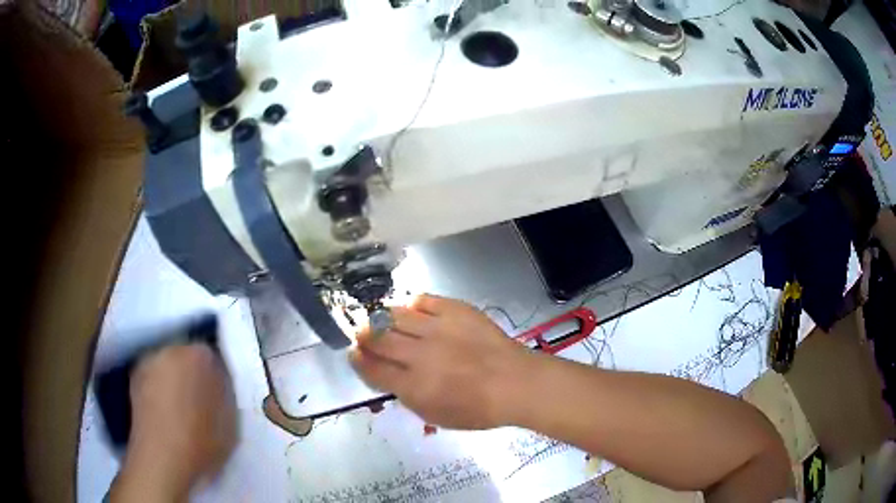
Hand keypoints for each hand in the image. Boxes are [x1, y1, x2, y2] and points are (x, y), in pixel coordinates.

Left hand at [111, 344, 236, 501]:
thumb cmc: (201, 442)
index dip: (217, 376)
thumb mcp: (231, 422)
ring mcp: (148, 362)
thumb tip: (221, 386)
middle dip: (193, 373)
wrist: (161, 459)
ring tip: (181, 409)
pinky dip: (159, 391)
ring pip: (167, 367)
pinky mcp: (133, 378)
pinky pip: (152, 379)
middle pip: (186, 356)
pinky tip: (165, 413)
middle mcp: (171, 349)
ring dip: (174, 381)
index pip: (213, 356)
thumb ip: (226, 395)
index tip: (221, 394)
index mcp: (199, 356)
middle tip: (202, 400)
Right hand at [349, 294, 529, 428]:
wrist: (515, 383)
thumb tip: (388, 376)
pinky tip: (412, 310)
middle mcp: (420, 355)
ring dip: (383, 318)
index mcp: (413, 386)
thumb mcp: (435, 415)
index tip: (353, 353)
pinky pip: (425, 300)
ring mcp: (438, 329)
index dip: (358, 360)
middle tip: (362, 334)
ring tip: (382, 319)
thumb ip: (406, 396)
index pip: (373, 369)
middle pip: (378, 339)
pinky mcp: (456, 310)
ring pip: (396, 316)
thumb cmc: (477, 409)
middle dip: (364, 336)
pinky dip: (414, 304)